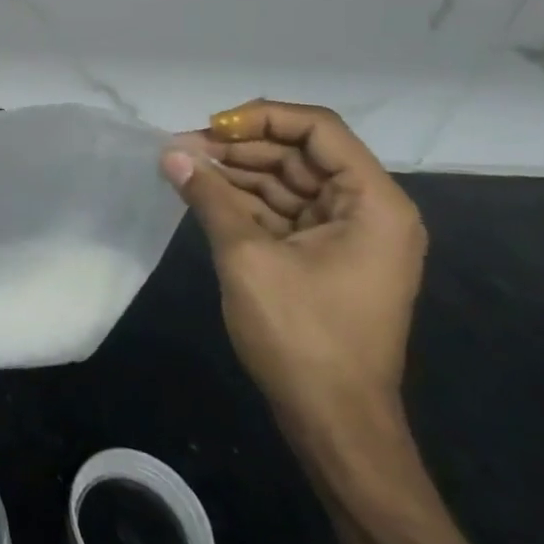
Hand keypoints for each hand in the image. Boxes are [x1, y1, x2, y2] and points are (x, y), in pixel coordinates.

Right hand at [161, 101, 425, 439]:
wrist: (335, 426)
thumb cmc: (303, 337)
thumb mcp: (247, 257)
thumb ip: (209, 196)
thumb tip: (169, 153)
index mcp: (373, 203)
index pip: (319, 130)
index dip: (262, 118)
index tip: (212, 128)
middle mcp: (368, 211)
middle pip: (300, 153)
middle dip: (240, 147)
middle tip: (183, 147)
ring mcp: (347, 235)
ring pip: (287, 181)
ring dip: (236, 172)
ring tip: (183, 166)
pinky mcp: (324, 257)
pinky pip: (282, 211)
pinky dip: (243, 201)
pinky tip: (202, 193)